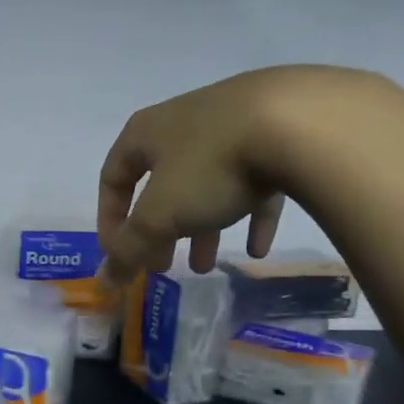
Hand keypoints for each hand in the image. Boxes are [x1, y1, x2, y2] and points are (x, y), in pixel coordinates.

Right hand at [96, 66, 376, 282]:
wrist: (299, 123)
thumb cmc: (211, 166)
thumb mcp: (160, 215)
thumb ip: (130, 249)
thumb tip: (104, 280)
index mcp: (146, 132)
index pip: (113, 178)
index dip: (110, 220)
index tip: (121, 256)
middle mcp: (183, 123)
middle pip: (161, 185)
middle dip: (159, 230)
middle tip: (163, 265)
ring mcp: (232, 125)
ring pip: (207, 185)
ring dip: (202, 228)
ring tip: (207, 266)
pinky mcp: (275, 135)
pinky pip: (254, 181)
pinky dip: (249, 215)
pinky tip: (258, 249)